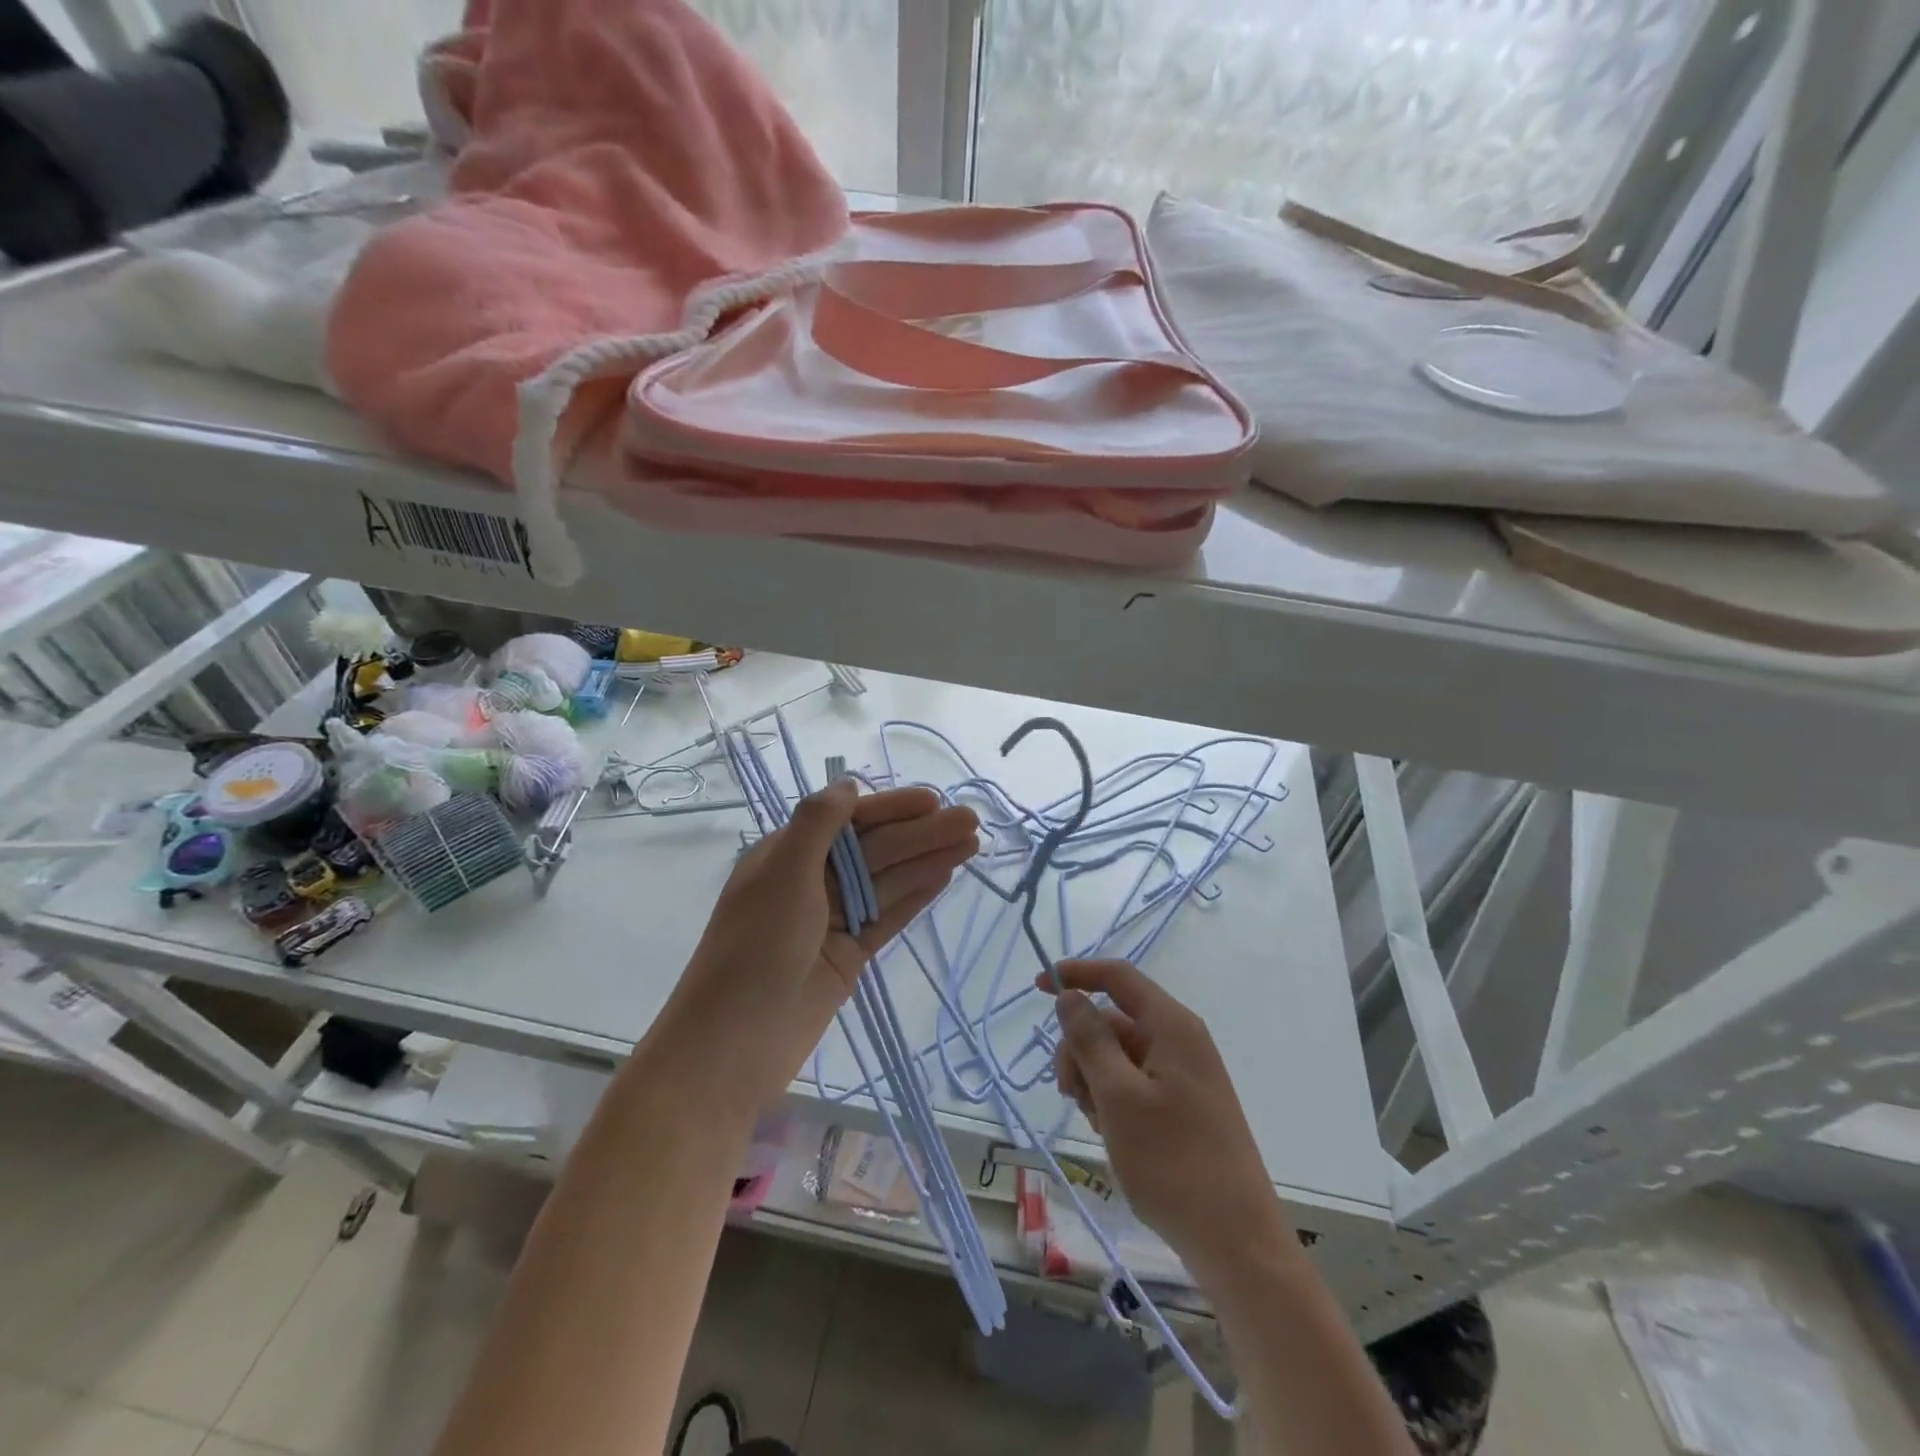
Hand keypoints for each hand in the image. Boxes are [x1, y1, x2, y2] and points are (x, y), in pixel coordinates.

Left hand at [657, 780, 978, 1116]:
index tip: (934, 800)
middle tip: (971, 821)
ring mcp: (833, 919)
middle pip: (876, 849)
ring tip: (972, 843)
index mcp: (788, 855)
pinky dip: (916, 896)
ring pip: (888, 881)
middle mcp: (812, 881)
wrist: (734, 1042)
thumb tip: (847, 784)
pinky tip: (946, 876)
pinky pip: (888, 916)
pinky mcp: (850, 954)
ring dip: (928, 860)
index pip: (849, 821)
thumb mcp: (783, 873)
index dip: (893, 808)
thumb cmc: (755, 947)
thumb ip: (818, 824)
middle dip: (922, 833)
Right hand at [1041, 959, 1289, 1277]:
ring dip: (1094, 1079)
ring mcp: (1183, 1075)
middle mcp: (1180, 1041)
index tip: (1036, 988)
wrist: (1236, 1244)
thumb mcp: (1118, 1097)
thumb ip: (1090, 1039)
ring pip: (1118, 1055)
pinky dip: (1112, 1099)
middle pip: (1113, 1020)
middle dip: (1081, 1048)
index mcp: (1171, 1026)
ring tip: (1096, 1124)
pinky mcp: (1183, 1106)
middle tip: (1069, 1094)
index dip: (1076, 974)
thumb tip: (1070, 995)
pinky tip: (1111, 1134)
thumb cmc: (1173, 1163)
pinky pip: (1134, 1083)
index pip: (1117, 977)